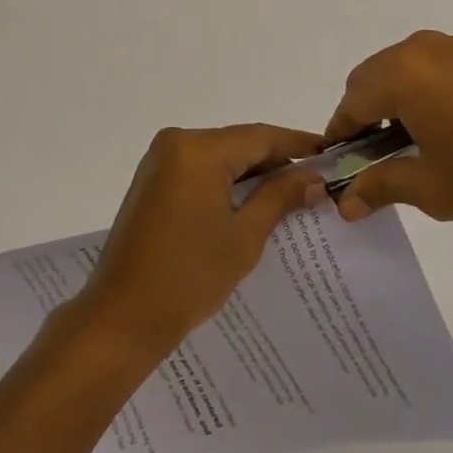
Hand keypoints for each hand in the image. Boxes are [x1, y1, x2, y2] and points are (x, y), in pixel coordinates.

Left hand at [73, 124, 326, 357]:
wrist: (123, 316)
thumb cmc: (189, 276)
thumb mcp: (244, 236)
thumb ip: (279, 197)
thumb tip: (314, 179)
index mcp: (199, 149)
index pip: (260, 136)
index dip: (297, 144)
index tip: (330, 153)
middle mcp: (176, 142)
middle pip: (238, 143)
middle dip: (276, 159)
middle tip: (315, 178)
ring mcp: (160, 160)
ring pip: (219, 155)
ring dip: (251, 171)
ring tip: (291, 190)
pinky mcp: (152, 179)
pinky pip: (199, 168)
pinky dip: (226, 180)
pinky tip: (251, 199)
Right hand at [326, 31, 452, 221]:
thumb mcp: (432, 188)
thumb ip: (381, 187)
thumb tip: (345, 204)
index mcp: (401, 75)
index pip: (351, 101)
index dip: (341, 133)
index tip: (342, 160)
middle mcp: (422, 48)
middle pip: (375, 75)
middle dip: (368, 110)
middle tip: (381, 152)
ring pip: (410, 65)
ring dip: (402, 95)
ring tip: (425, 136)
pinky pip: (446, 62)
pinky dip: (437, 85)